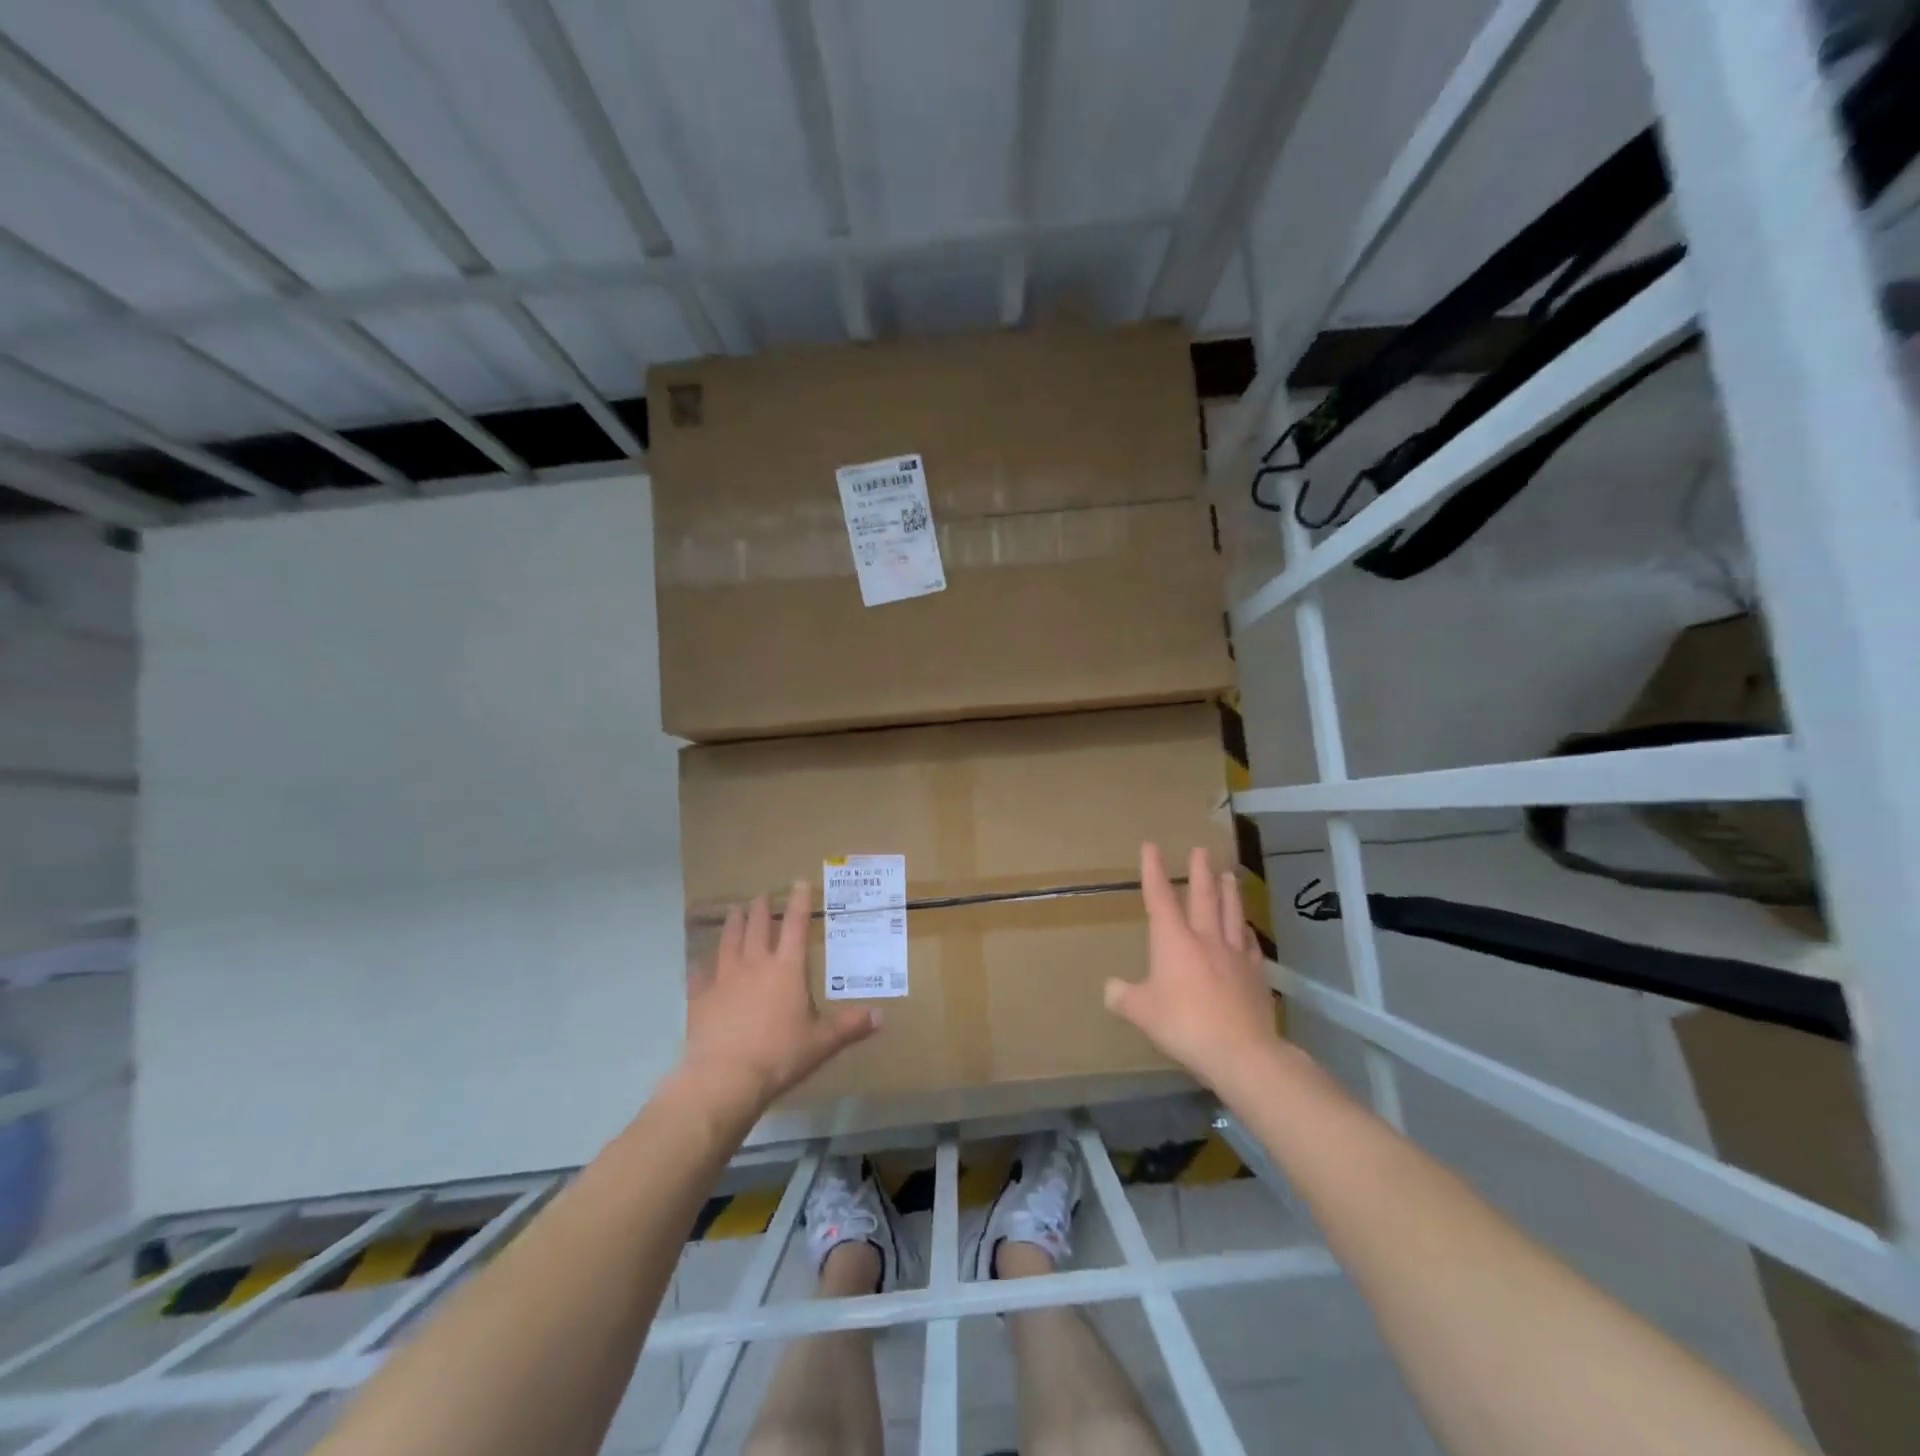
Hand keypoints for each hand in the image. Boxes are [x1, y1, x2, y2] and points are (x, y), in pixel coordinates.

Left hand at [678, 881, 879, 1117]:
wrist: (724, 1077)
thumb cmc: (779, 1055)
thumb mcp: (821, 1042)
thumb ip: (849, 1026)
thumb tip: (881, 1016)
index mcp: (787, 969)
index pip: (796, 926)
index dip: (799, 902)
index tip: (799, 882)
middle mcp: (755, 964)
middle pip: (758, 927)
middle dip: (762, 908)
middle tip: (761, 894)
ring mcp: (723, 978)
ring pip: (729, 942)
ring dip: (733, 924)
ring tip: (734, 910)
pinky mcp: (699, 997)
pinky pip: (698, 975)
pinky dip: (699, 966)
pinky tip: (696, 962)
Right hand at [1104, 843, 1281, 1094]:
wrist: (1241, 1051)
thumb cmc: (1183, 1024)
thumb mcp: (1141, 1012)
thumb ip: (1123, 996)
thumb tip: (1111, 988)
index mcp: (1173, 940)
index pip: (1160, 897)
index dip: (1154, 871)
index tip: (1151, 846)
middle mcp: (1205, 938)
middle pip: (1203, 896)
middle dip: (1200, 871)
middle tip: (1201, 849)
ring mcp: (1234, 954)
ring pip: (1231, 913)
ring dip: (1229, 891)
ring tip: (1229, 874)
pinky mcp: (1256, 974)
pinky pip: (1250, 943)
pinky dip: (1245, 930)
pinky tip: (1246, 928)